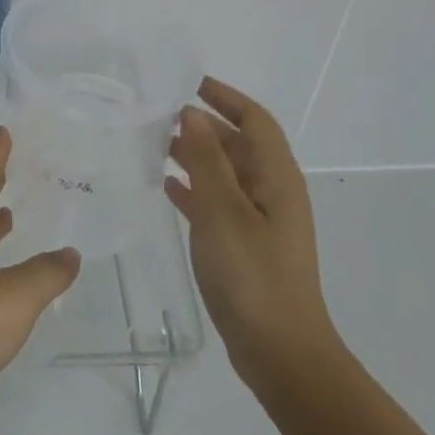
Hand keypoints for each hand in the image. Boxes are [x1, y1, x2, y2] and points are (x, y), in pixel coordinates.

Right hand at [166, 77, 341, 395]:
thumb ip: (206, 160)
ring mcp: (260, 220)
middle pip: (239, 144)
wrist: (280, 352)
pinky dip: (194, 188)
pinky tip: (166, 187)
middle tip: (158, 115)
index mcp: (276, 178)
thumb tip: (191, 113)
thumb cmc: (253, 276)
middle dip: (204, 124)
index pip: (254, 120)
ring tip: (154, 145)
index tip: (188, 83)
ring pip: (225, 173)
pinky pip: (217, 201)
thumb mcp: (224, 212)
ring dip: (195, 155)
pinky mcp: (245, 244)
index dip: (225, 97)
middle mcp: (272, 192)